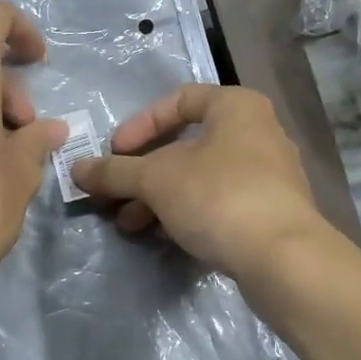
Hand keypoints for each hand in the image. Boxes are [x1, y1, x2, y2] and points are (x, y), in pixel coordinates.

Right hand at [70, 84, 330, 280]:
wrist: (284, 259)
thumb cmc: (219, 198)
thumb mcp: (156, 180)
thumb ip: (115, 172)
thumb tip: (76, 169)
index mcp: (236, 107)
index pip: (179, 100)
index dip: (140, 124)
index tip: (115, 152)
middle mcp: (258, 133)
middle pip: (187, 145)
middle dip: (143, 173)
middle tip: (114, 196)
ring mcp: (268, 176)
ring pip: (200, 178)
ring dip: (159, 198)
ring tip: (129, 224)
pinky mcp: (270, 213)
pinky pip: (219, 203)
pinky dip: (187, 213)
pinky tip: (163, 236)